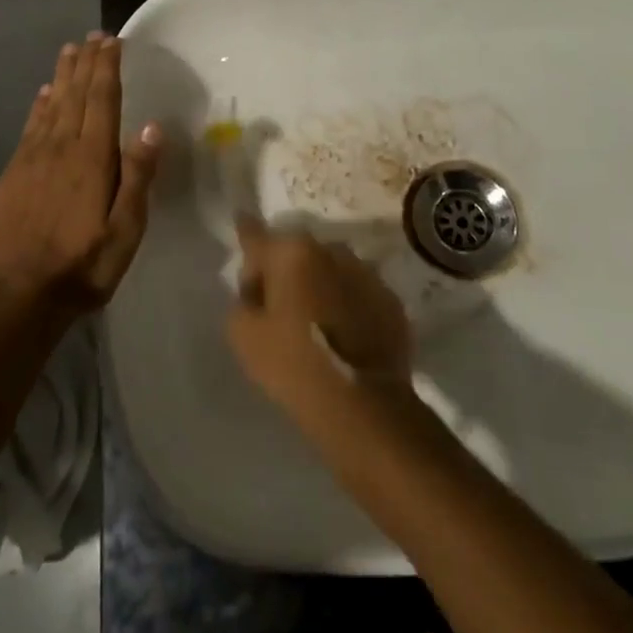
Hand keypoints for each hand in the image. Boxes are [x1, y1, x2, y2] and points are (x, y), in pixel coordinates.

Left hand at [0, 34, 160, 314]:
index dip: (107, 67)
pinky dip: (38, 106)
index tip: (112, 41)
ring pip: (51, 105)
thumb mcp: (125, 230)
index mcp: (92, 158)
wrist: (17, 297)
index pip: (102, 100)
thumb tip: (150, 126)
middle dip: (85, 63)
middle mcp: (61, 147)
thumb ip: (138, 176)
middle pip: (75, 94)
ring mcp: (32, 159)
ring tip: (69, 51)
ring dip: (62, 76)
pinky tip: (43, 95)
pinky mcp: (13, 174)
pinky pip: (29, 128)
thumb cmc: (83, 266)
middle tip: (93, 36)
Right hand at [227, 214, 412, 417]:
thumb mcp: (243, 336)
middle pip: (296, 253)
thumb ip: (242, 301)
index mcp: (291, 251)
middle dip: (285, 271)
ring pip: (330, 270)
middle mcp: (331, 249)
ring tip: (315, 323)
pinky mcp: (391, 300)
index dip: (245, 236)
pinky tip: (343, 336)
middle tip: (277, 307)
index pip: (256, 235)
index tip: (241, 225)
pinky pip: (358, 294)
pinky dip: (347, 305)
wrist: (364, 406)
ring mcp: (366, 273)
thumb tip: (257, 292)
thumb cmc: (294, 364)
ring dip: (319, 286)